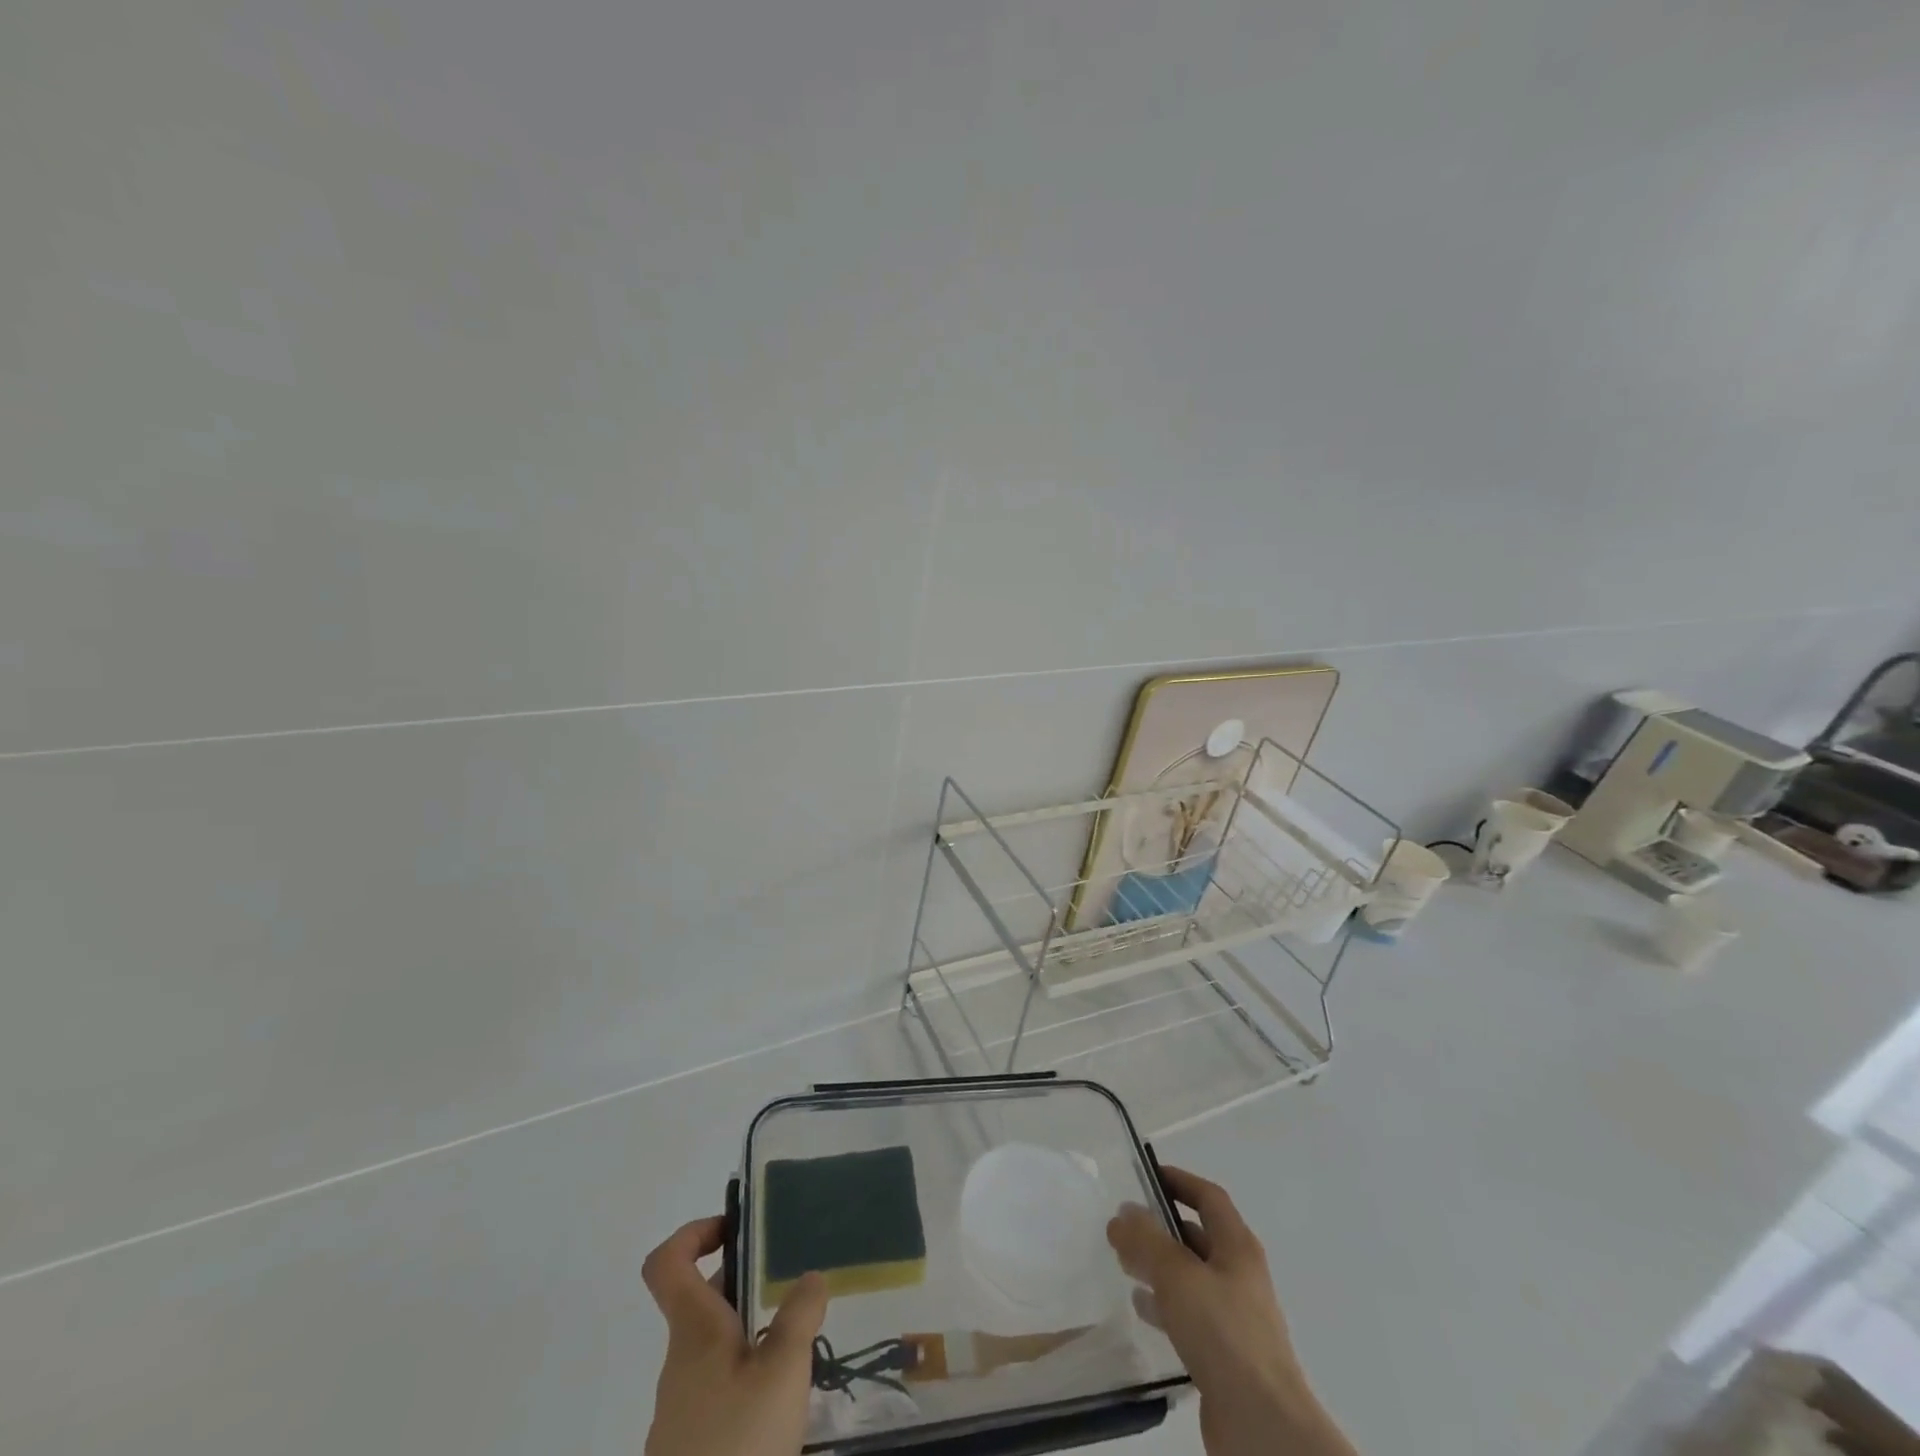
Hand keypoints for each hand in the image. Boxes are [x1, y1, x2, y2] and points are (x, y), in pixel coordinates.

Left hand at [642, 1217, 826, 1455]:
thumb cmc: (740, 1444)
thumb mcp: (783, 1371)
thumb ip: (799, 1314)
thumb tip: (809, 1275)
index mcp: (694, 1332)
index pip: (666, 1264)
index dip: (694, 1232)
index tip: (738, 1229)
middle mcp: (680, 1362)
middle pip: (701, 1300)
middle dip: (745, 1283)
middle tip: (793, 1282)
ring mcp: (682, 1409)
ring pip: (714, 1346)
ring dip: (752, 1331)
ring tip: (802, 1341)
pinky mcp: (693, 1447)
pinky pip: (719, 1387)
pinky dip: (749, 1375)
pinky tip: (785, 1399)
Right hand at [1108, 1167, 1357, 1455]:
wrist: (1262, 1425)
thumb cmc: (1223, 1333)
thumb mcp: (1177, 1274)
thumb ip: (1145, 1240)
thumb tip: (1122, 1213)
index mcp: (1238, 1247)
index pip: (1209, 1197)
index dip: (1179, 1181)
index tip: (1146, 1176)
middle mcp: (1240, 1275)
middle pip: (1198, 1237)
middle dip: (1161, 1227)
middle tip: (1124, 1226)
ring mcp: (1235, 1317)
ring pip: (1191, 1277)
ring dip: (1159, 1267)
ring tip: (1124, 1264)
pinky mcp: (1225, 1354)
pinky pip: (1190, 1314)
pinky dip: (1164, 1304)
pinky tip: (1141, 1309)